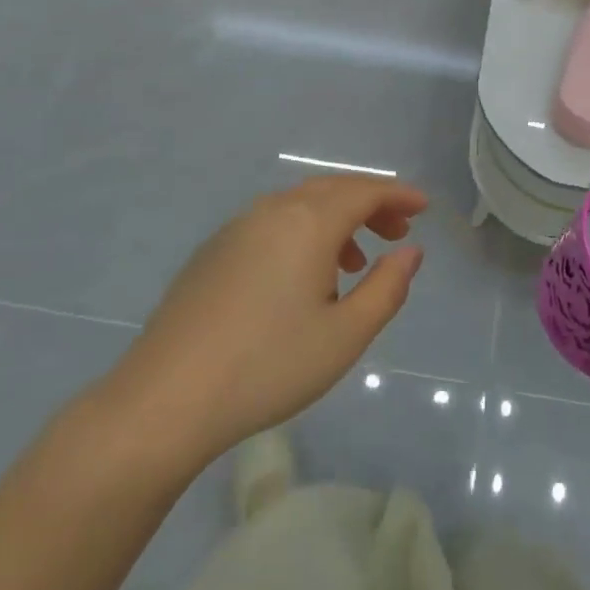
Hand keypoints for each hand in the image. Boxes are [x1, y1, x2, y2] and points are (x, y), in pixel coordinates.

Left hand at [95, 175, 427, 472]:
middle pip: (332, 190)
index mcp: (308, 222)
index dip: (398, 194)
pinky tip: (303, 277)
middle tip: (398, 230)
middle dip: (371, 204)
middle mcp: (272, 211)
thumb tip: (410, 252)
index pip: (364, 191)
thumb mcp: (345, 335)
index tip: (424, 207)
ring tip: (356, 262)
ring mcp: (237, 228)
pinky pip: (272, 223)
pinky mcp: (213, 251)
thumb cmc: (268, 365)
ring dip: (336, 221)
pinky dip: (303, 233)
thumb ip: (387, 288)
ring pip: (300, 206)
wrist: (166, 398)